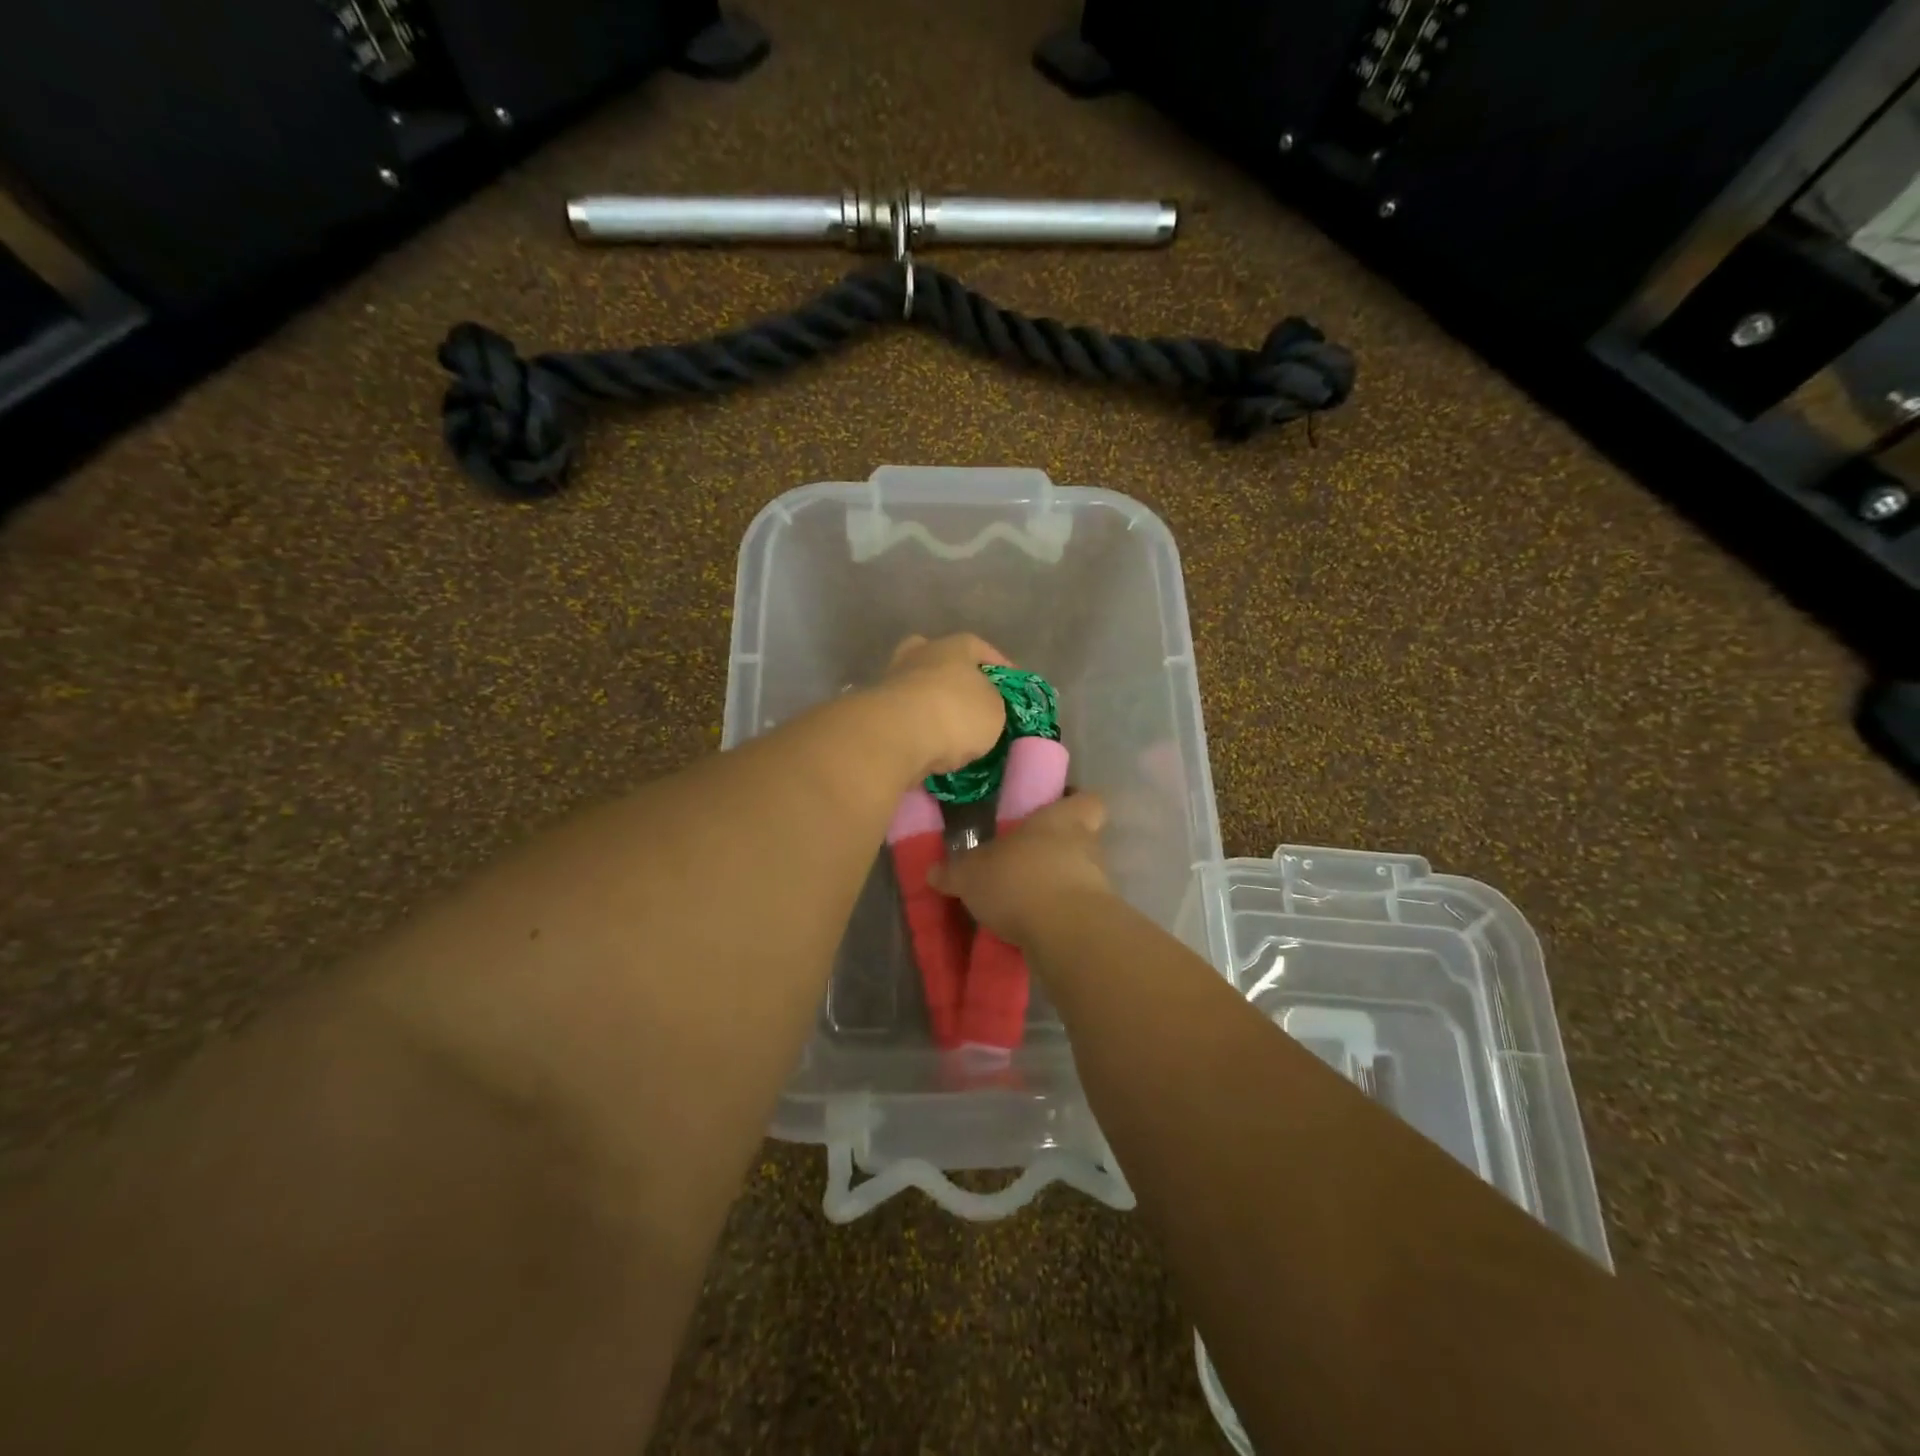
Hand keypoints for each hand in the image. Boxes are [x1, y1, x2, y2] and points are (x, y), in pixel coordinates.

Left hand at [876, 634, 1013, 778]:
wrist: (896, 736)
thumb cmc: (956, 713)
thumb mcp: (995, 712)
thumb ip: (992, 704)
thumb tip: (981, 707)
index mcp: (955, 645)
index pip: (982, 649)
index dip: (1000, 669)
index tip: (1010, 688)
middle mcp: (921, 653)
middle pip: (941, 661)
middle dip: (955, 679)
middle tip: (970, 702)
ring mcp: (893, 679)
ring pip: (919, 687)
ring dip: (932, 705)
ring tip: (949, 731)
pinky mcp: (875, 708)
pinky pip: (905, 715)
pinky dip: (916, 726)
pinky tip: (928, 744)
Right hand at [929, 793, 1112, 945]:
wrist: (1066, 934)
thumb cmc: (1020, 879)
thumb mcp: (971, 874)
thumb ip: (954, 871)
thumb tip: (933, 871)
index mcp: (1062, 819)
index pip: (1085, 800)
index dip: (1072, 803)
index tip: (1052, 810)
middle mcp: (1087, 846)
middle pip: (1081, 840)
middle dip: (1055, 850)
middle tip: (1025, 860)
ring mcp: (1096, 884)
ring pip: (1077, 877)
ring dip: (1054, 886)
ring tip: (1021, 900)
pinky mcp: (1095, 920)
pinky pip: (1073, 911)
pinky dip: (1055, 917)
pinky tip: (1028, 927)